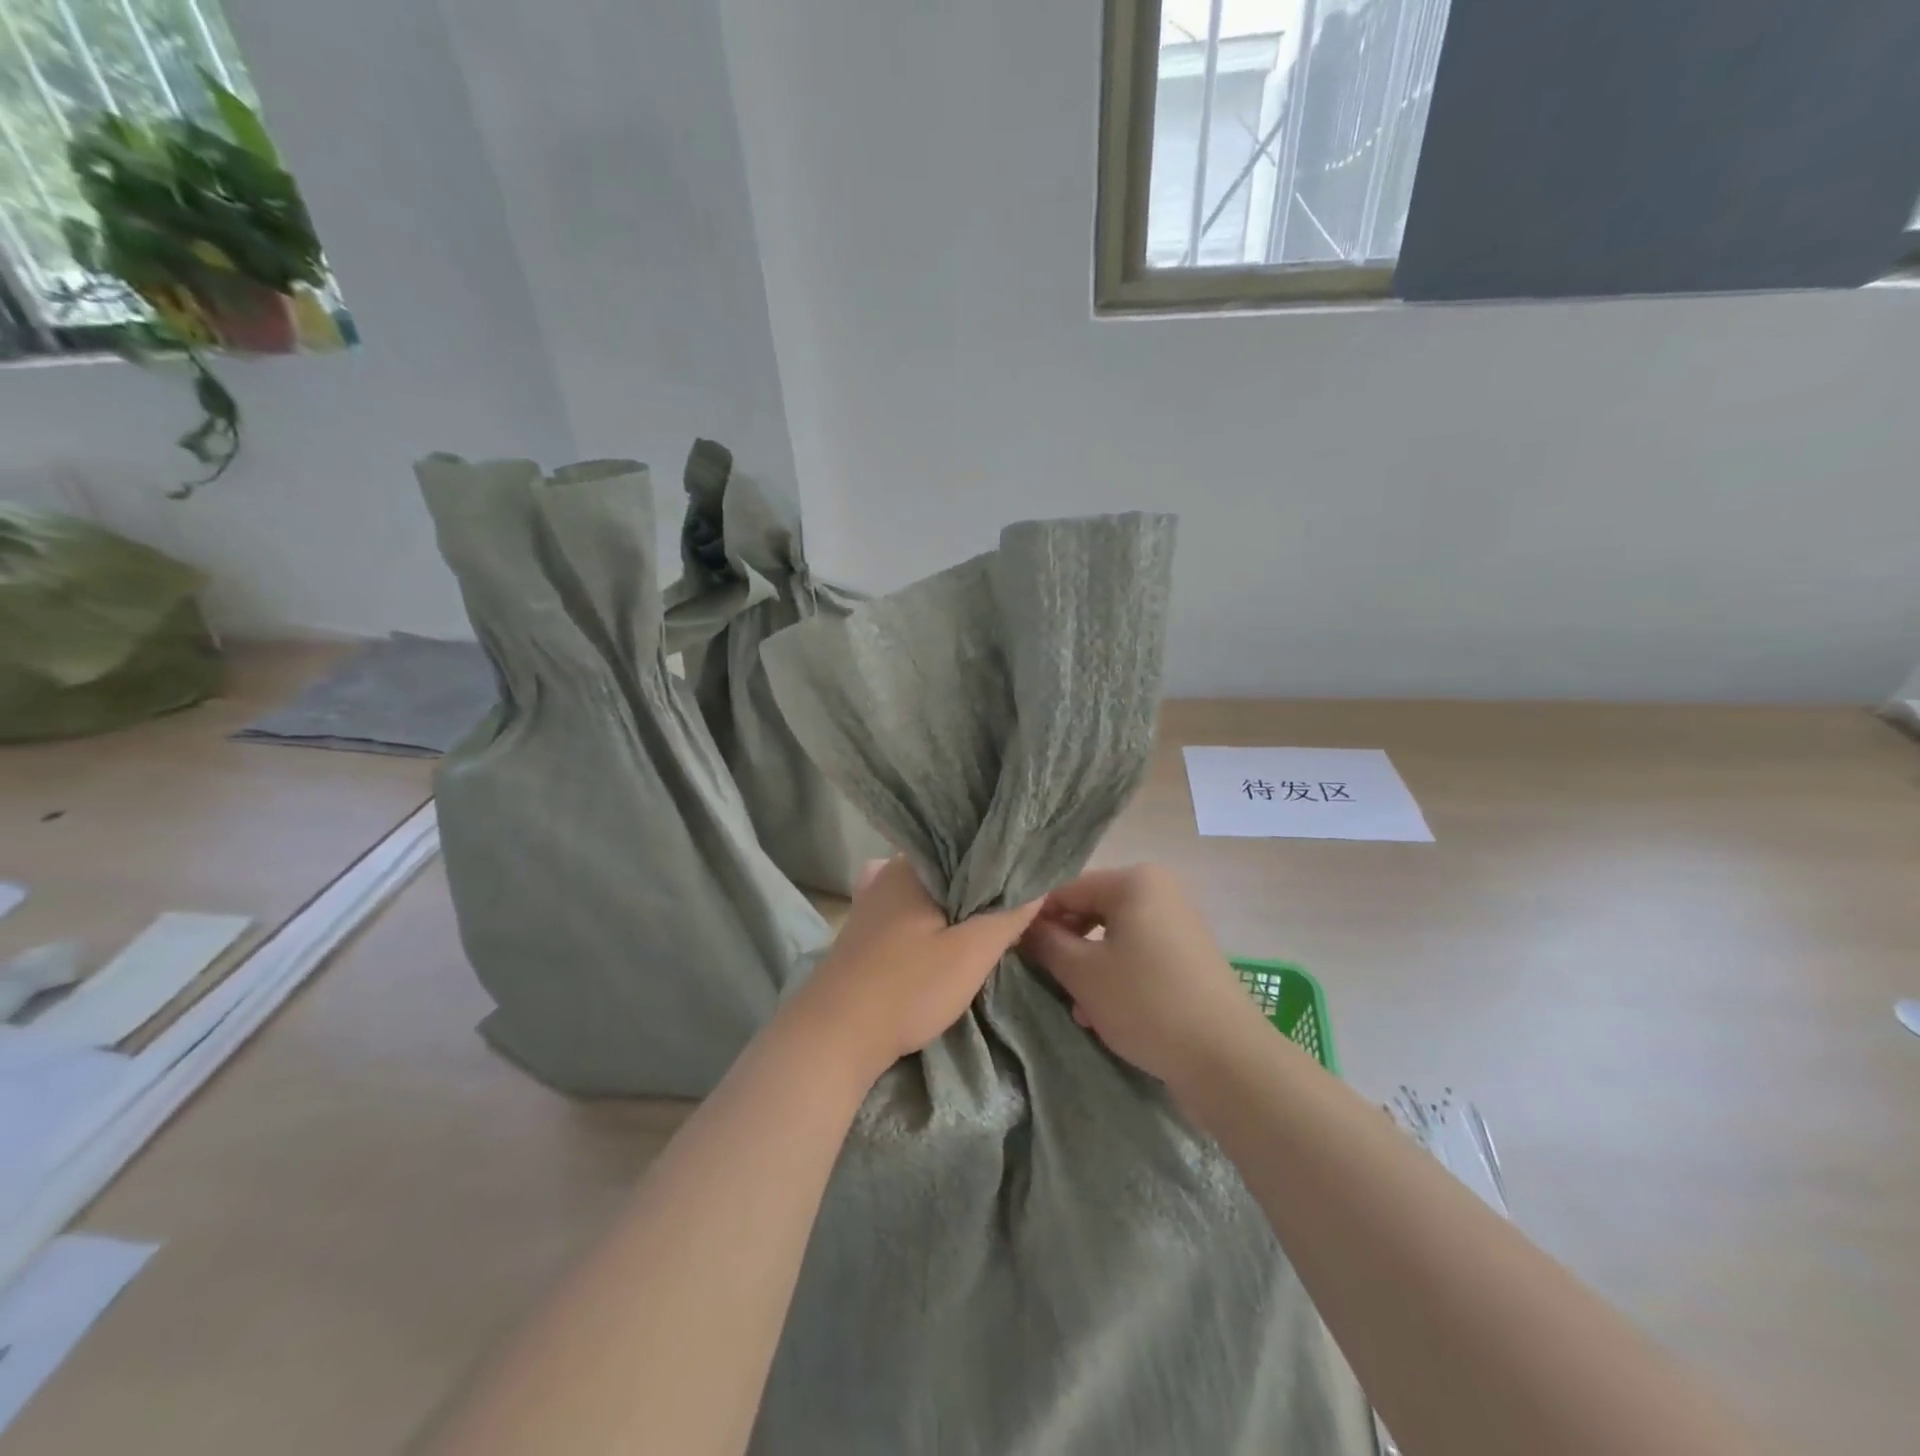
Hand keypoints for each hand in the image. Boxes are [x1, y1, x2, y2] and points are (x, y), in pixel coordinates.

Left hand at [787, 857, 1040, 1085]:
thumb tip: (1040, 883)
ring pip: (929, 892)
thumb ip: (1008, 915)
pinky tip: (949, 933)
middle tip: (1019, 900)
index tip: (1030, 875)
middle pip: (949, 869)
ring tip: (992, 917)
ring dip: (957, 904)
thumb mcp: (971, 952)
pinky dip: (933, 918)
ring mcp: (872, 902)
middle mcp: (888, 873)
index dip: (1001, 859)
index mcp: (912, 865)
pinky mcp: (866, 932)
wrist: (835, 1036)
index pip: (969, 845)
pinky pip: (911, 911)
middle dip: (981, 883)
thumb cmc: (907, 987)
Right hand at [1019, 864, 1270, 1090]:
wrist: (1227, 1060)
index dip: (1036, 919)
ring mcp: (1177, 923)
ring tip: (1075, 1007)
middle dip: (1065, 947)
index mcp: (1135, 881)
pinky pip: (1137, 955)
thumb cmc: (1146, 1003)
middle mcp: (1159, 891)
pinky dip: (1116, 977)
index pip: (1066, 889)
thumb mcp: (1083, 973)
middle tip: (1045, 981)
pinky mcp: (1187, 956)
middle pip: (1090, 911)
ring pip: (1112, 937)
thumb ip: (1045, 943)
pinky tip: (1102, 1015)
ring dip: (1087, 969)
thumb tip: (1022, 927)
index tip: (1015, 952)